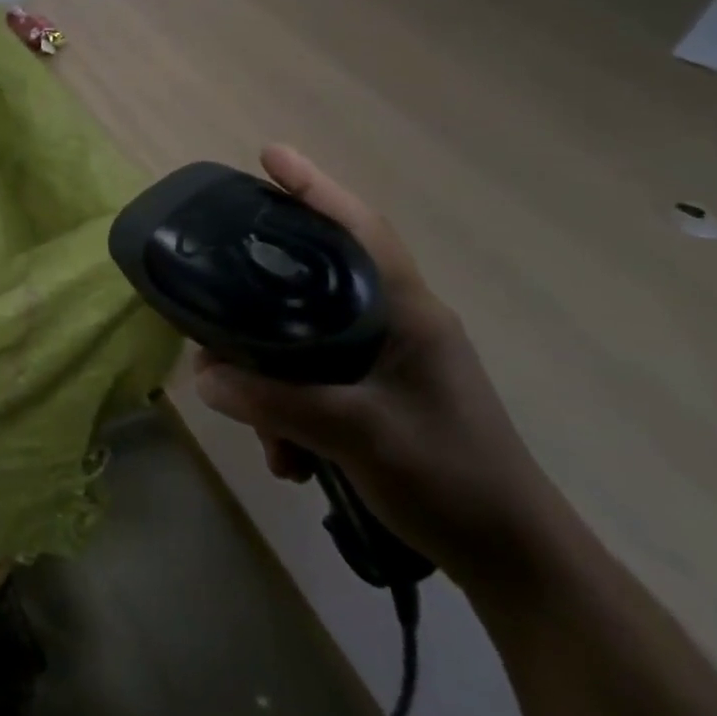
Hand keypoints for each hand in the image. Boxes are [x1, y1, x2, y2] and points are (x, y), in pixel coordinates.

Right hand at [194, 145, 566, 589]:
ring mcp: (392, 361)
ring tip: (263, 435)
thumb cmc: (448, 478)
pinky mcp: (382, 395)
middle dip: (262, 306)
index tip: (268, 155)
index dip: (314, 186)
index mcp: (407, 311)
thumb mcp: (354, 435)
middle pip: (316, 284)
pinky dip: (293, 413)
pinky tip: (287, 457)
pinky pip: (318, 382)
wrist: (513, 560)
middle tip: (217, 313)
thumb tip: (202, 375)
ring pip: (309, 342)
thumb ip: (274, 402)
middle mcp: (398, 323)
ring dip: (274, 385)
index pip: (358, 228)